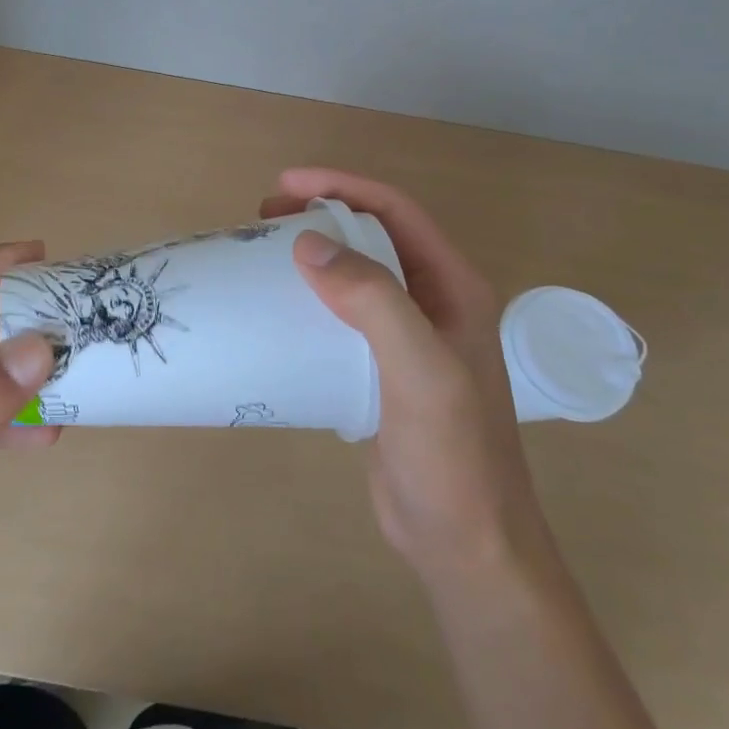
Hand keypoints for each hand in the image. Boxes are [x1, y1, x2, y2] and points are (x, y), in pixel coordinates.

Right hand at [261, 170, 550, 586]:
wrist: (465, 543)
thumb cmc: (452, 455)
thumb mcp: (419, 370)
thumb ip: (373, 300)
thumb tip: (309, 244)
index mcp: (454, 289)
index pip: (397, 213)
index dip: (343, 187)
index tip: (284, 184)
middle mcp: (433, 303)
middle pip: (374, 236)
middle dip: (322, 214)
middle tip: (263, 215)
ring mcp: (407, 338)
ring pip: (355, 274)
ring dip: (313, 254)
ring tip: (263, 251)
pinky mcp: (380, 369)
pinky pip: (342, 315)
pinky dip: (309, 298)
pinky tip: (278, 307)